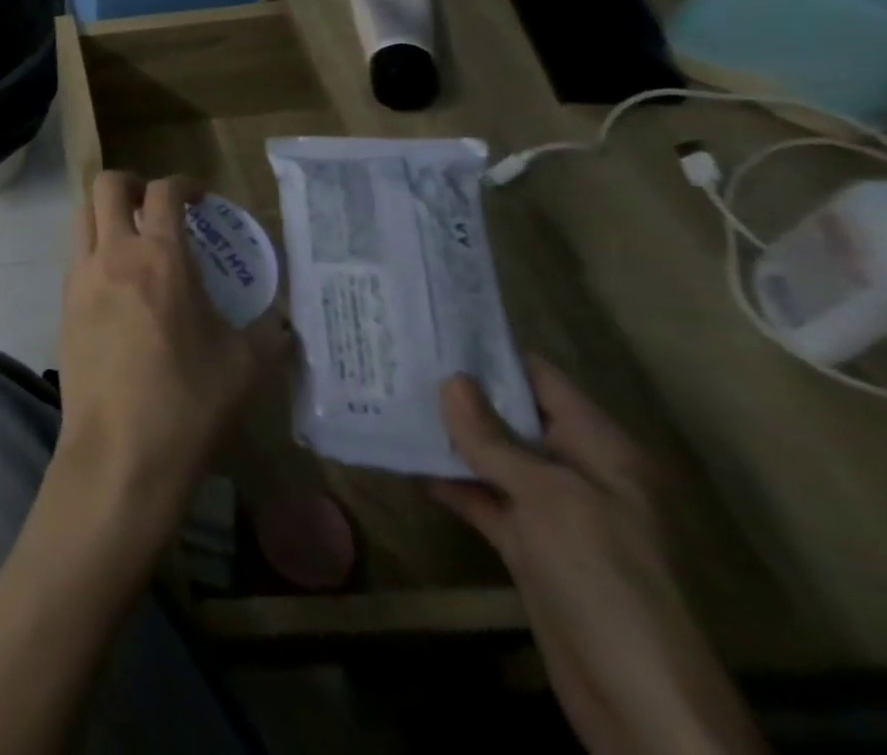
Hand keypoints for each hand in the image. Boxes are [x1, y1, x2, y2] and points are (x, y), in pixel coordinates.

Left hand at [53, 172, 288, 546]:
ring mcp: (80, 276)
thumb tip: (283, 322)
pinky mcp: (63, 303)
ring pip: (82, 215)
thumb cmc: (187, 405)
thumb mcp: (244, 367)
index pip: (164, 192)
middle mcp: (113, 254)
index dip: (184, 184)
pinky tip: (117, 284)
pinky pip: (75, 255)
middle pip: (106, 186)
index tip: (200, 197)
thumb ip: (268, 333)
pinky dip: (94, 249)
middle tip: (156, 207)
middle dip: (132, 184)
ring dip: (105, 213)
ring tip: (133, 239)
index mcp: (160, 258)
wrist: (119, 453)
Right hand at [433, 359, 766, 754]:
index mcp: (600, 450)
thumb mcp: (548, 498)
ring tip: (386, 395)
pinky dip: (447, 479)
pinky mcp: (527, 545)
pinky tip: (402, 455)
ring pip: (491, 456)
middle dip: (458, 391)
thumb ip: (493, 438)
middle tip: (395, 356)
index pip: (541, 380)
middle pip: (511, 416)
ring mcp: (551, 511)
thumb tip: (450, 380)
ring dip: (446, 434)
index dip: (489, 352)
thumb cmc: (602, 577)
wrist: (637, 698)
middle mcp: (577, 471)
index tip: (431, 326)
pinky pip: (481, 497)